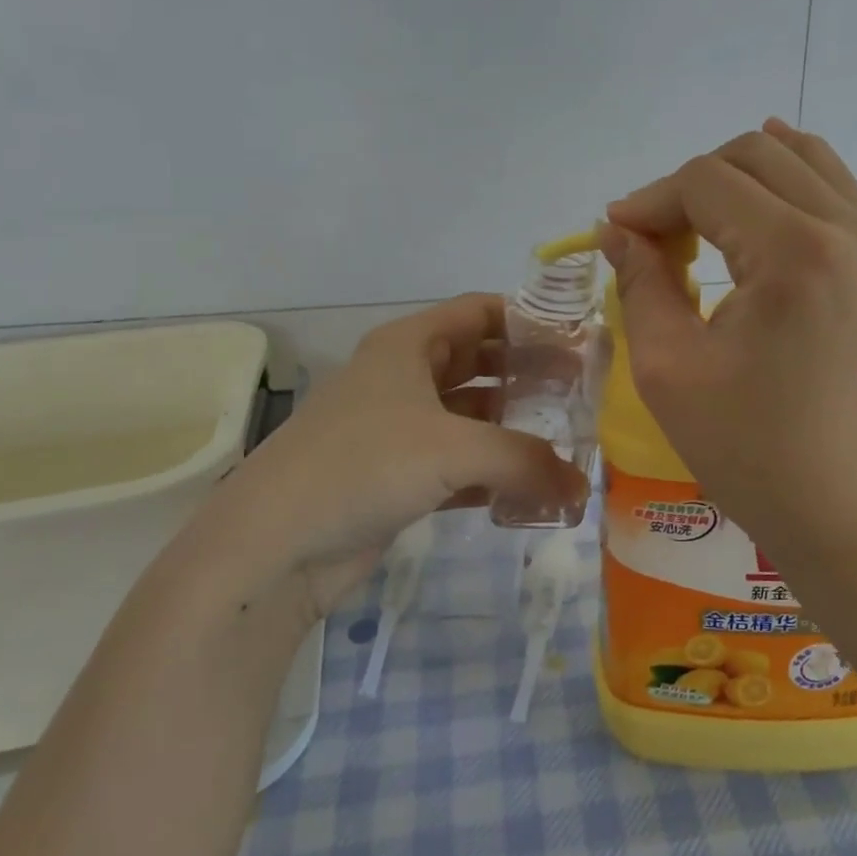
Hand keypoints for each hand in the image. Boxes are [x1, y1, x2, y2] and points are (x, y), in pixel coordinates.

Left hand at [183, 295, 587, 626]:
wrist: (274, 543)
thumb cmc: (363, 465)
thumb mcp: (453, 449)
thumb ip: (526, 461)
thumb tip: (582, 489)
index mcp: (409, 345)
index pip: (479, 312)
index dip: (528, 319)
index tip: (576, 340)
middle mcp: (404, 378)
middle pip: (479, 362)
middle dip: (527, 374)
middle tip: (580, 394)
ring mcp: (398, 429)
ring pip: (469, 415)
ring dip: (512, 427)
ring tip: (565, 441)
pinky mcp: (397, 476)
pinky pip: (458, 463)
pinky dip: (491, 472)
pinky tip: (527, 489)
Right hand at [601, 120, 856, 551]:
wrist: (844, 510)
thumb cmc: (747, 450)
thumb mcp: (669, 367)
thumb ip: (640, 281)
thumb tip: (618, 228)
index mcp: (796, 254)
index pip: (707, 183)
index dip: (651, 200)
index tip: (617, 233)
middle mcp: (851, 230)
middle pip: (755, 155)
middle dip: (692, 184)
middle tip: (656, 236)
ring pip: (802, 160)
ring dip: (740, 176)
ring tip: (700, 217)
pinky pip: (836, 190)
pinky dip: (790, 181)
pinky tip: (759, 194)